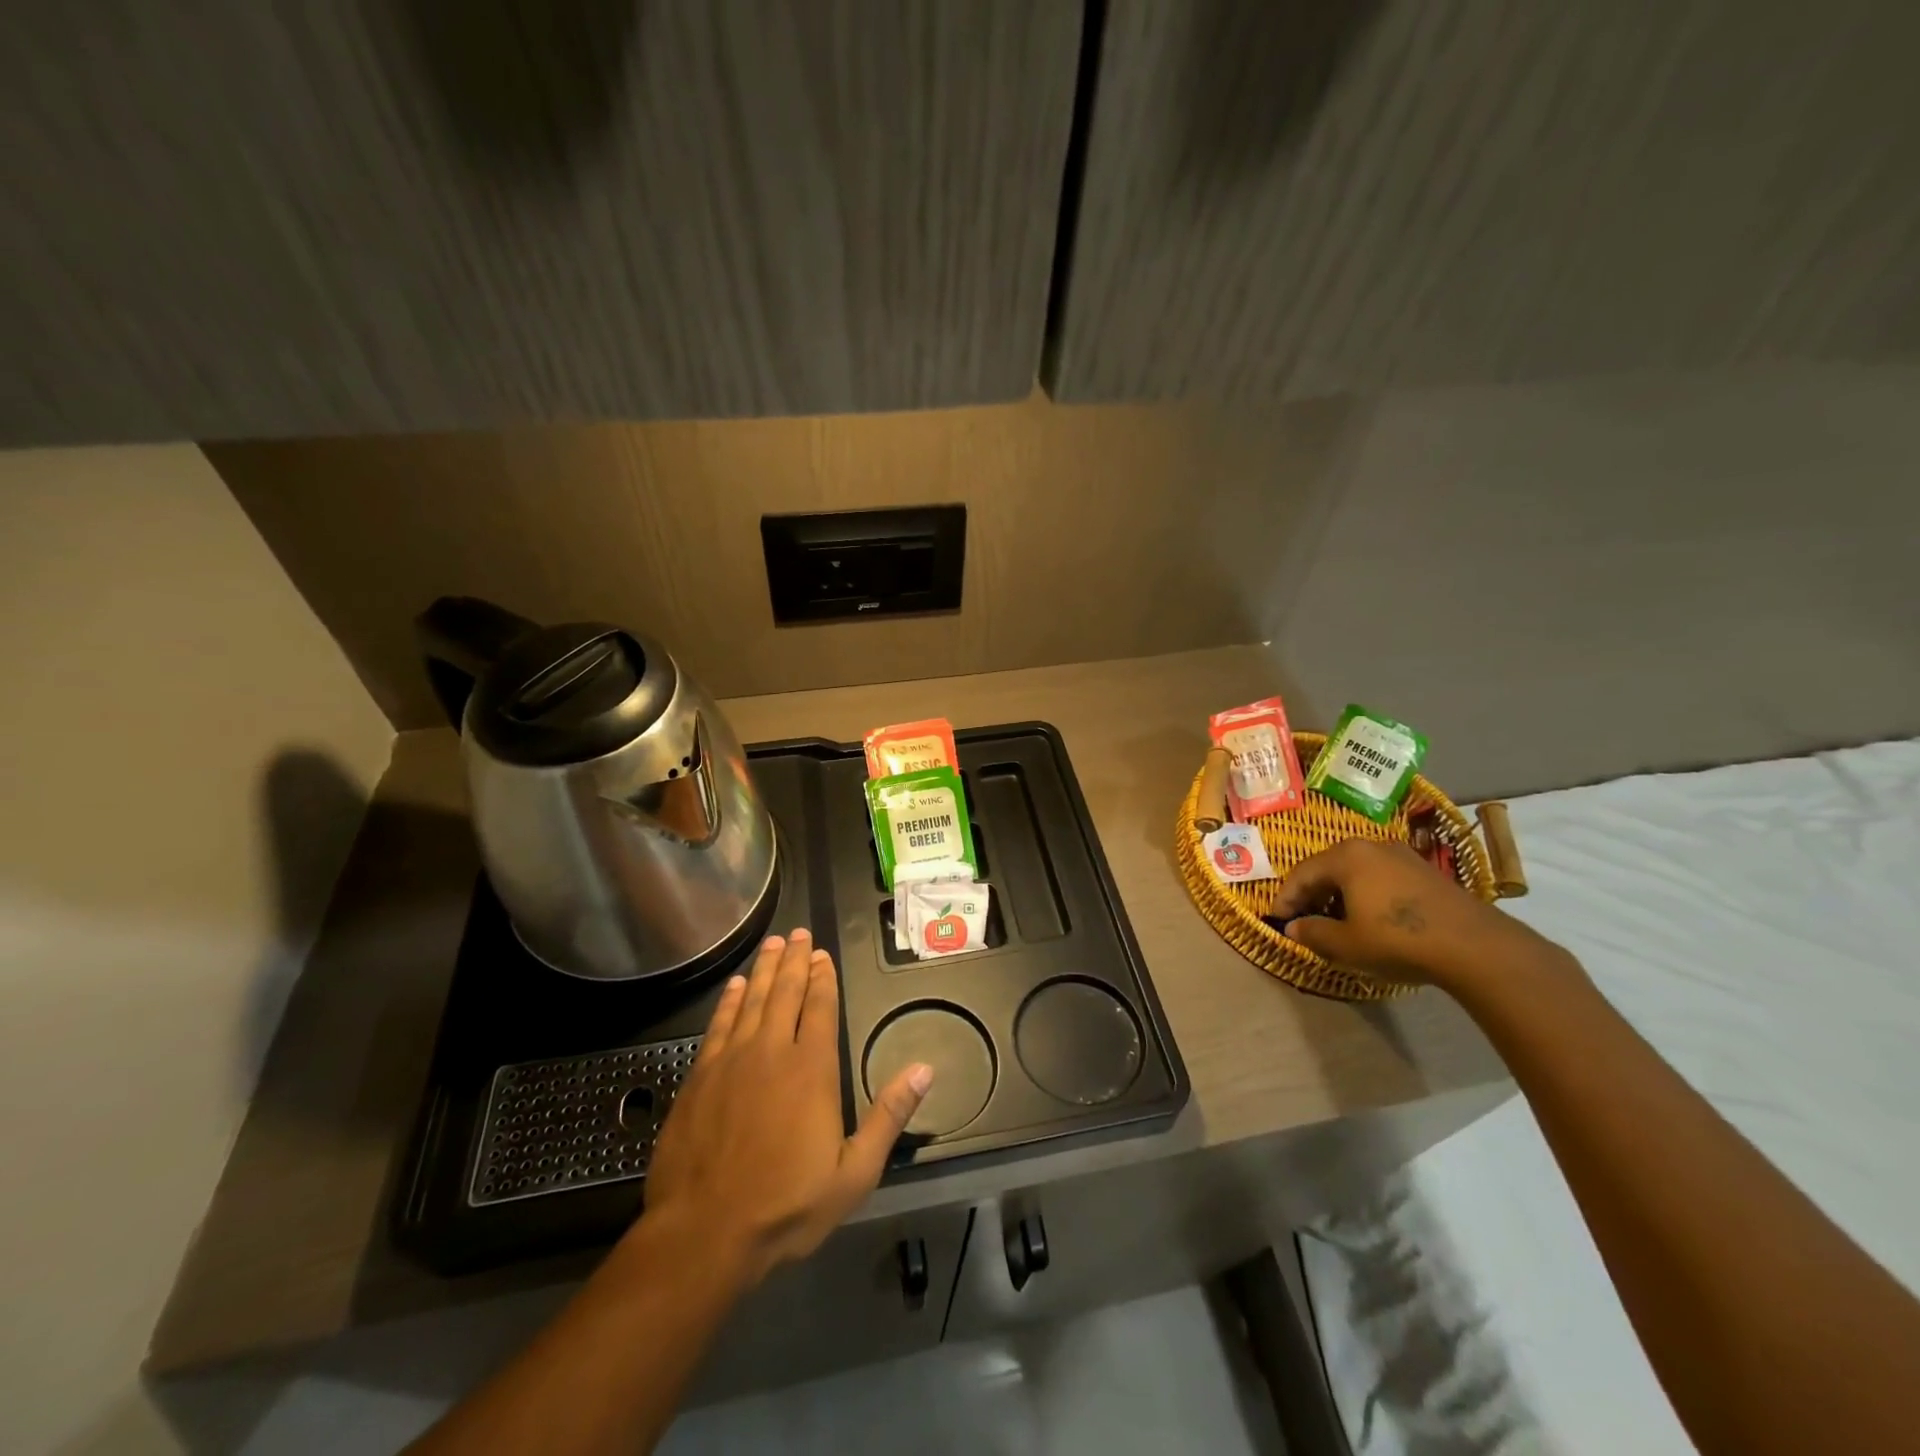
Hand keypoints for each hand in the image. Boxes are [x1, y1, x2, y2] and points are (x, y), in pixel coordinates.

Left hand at [640, 929, 932, 1287]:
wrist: (703, 1234)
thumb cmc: (786, 1206)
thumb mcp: (853, 1173)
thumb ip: (889, 1116)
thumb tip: (925, 1069)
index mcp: (812, 1069)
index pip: (820, 1007)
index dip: (823, 977)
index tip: (822, 954)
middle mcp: (772, 1051)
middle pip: (786, 992)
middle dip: (794, 960)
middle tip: (797, 933)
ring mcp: (732, 1060)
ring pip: (752, 1000)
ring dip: (764, 970)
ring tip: (773, 944)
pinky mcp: (700, 1076)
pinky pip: (719, 1024)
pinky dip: (729, 1000)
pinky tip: (735, 986)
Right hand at [1269, 838, 1553, 991]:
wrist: (1475, 947)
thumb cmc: (1397, 939)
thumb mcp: (1345, 944)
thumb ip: (1312, 933)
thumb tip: (1293, 928)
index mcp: (1345, 856)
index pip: (1301, 874)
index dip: (1285, 899)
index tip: (1276, 921)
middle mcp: (1371, 846)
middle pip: (1328, 869)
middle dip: (1312, 895)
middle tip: (1303, 921)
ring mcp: (1402, 856)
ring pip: (1356, 873)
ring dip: (1339, 896)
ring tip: (1335, 923)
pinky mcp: (1426, 872)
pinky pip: (1381, 879)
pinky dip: (1366, 896)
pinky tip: (1370, 919)